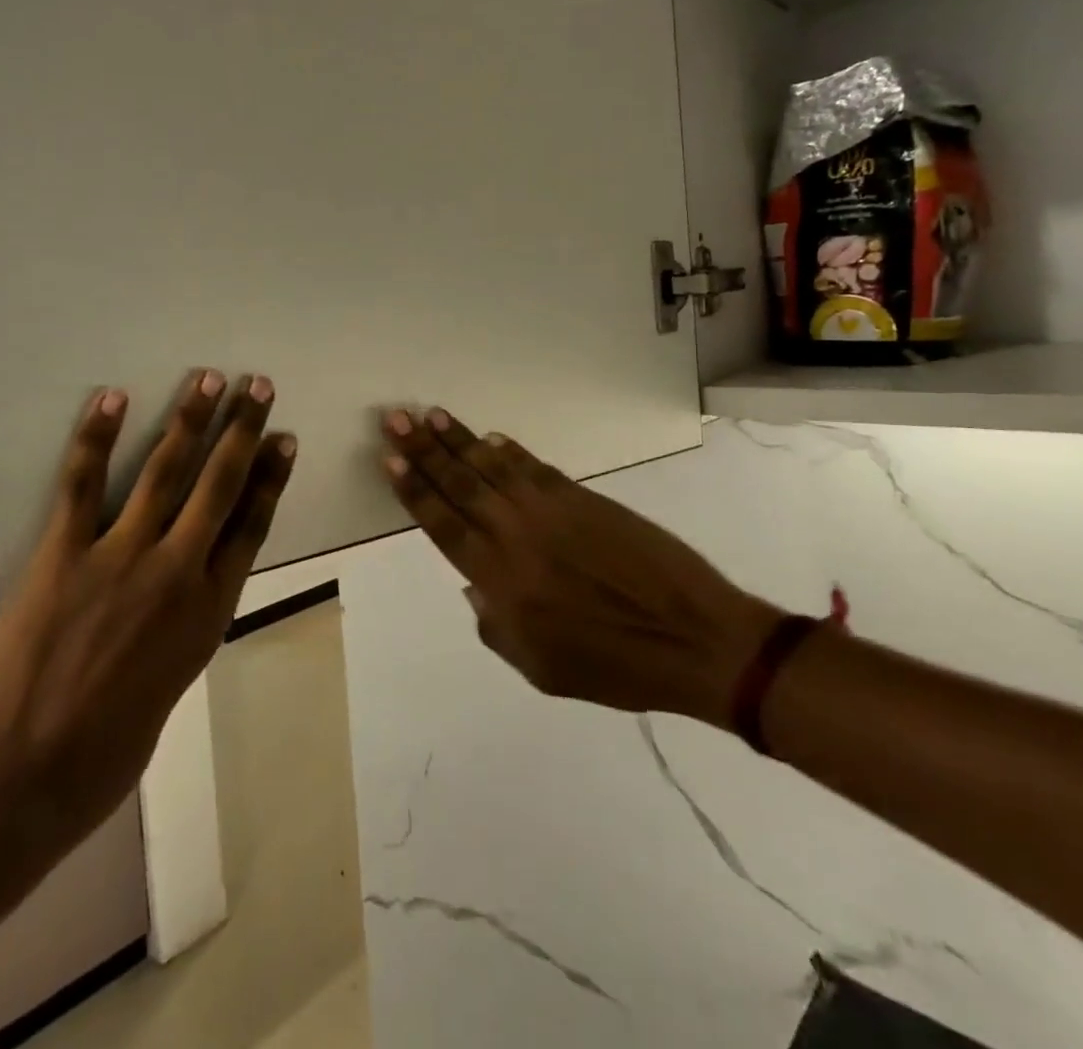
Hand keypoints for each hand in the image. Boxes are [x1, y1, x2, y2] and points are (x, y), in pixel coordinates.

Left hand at [0, 371, 295, 851]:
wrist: (21, 781)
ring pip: (165, 472)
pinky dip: (98, 436)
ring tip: (209, 380)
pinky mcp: (64, 554)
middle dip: (242, 431)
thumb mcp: (172, 686)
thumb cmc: (105, 754)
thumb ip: (183, 626)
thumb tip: (185, 589)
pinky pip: (84, 483)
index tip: (284, 440)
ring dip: (191, 420)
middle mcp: (176, 573)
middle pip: (220, 486)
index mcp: (208, 612)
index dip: (271, 478)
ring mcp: (120, 558)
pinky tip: (114, 398)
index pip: (252, 526)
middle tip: (259, 387)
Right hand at [380, 407, 777, 725]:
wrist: (693, 638)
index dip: (413, 489)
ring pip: (492, 466)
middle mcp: (516, 535)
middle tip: (395, 419)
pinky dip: (510, 450)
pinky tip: (491, 437)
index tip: (389, 459)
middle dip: (423, 449)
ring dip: (459, 439)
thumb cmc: (613, 666)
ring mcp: (551, 510)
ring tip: (431, 415)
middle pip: (459, 483)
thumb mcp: (540, 668)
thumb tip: (472, 585)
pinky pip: (535, 466)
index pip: (443, 523)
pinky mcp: (584, 497)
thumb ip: (495, 626)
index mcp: (501, 580)